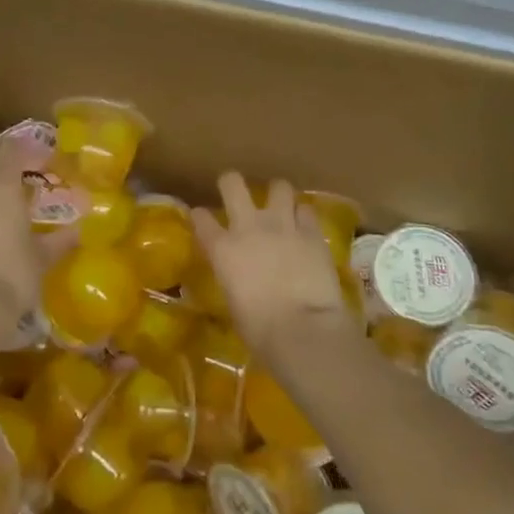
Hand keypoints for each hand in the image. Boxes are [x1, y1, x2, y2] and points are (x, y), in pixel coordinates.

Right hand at [192, 173, 348, 358]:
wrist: (303, 329)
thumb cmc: (260, 329)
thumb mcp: (234, 302)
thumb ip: (233, 278)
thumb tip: (240, 277)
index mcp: (222, 249)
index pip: (201, 219)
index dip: (200, 216)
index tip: (202, 218)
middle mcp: (249, 227)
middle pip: (233, 184)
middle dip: (232, 183)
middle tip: (237, 193)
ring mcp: (282, 225)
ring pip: (279, 187)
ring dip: (277, 195)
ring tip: (281, 206)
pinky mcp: (312, 232)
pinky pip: (306, 211)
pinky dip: (303, 216)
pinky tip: (305, 227)